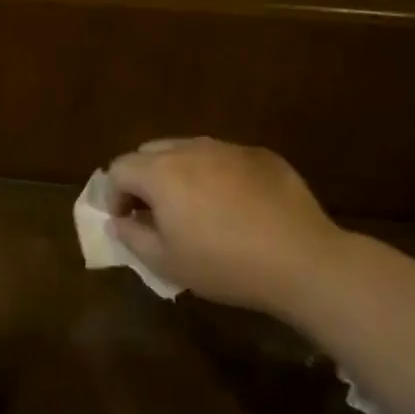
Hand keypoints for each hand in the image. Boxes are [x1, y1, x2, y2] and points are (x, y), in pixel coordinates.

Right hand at [106, 139, 347, 322]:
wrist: (301, 260)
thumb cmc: (224, 265)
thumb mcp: (166, 262)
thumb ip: (132, 236)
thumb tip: (119, 220)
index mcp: (161, 172)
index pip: (119, 168)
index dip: (113, 195)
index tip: (126, 220)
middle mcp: (191, 149)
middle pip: (150, 151)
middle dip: (143, 178)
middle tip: (155, 211)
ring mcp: (229, 148)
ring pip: (188, 150)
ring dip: (179, 173)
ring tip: (194, 207)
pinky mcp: (261, 155)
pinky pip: (224, 157)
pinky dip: (215, 174)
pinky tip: (234, 206)